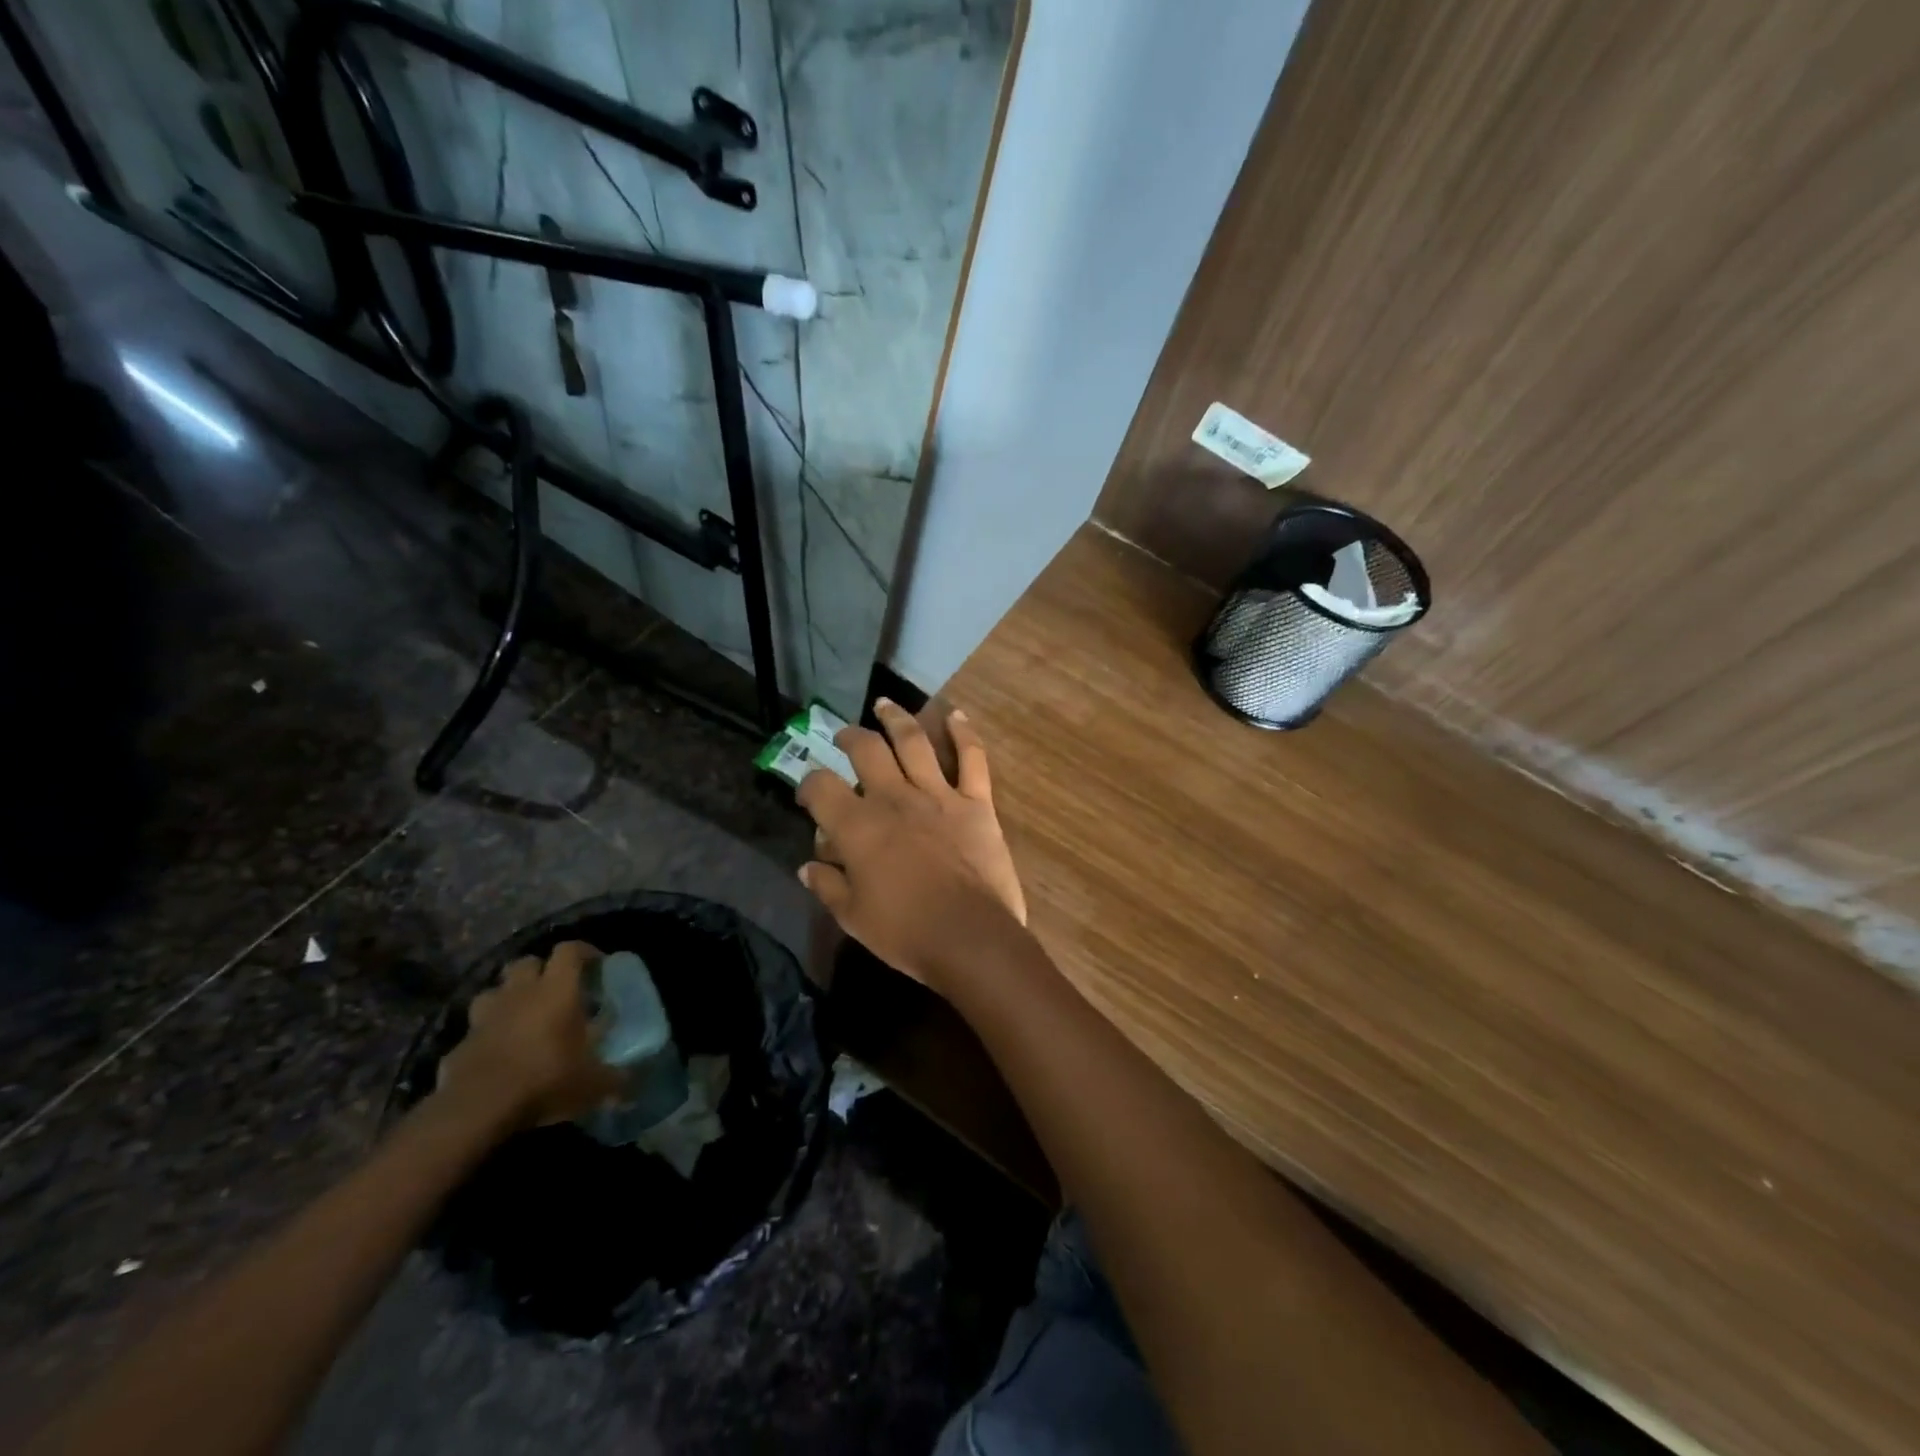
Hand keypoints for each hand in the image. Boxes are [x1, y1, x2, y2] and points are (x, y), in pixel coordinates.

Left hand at [436, 941, 623, 1128]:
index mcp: (557, 990)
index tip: (597, 965)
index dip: (585, 952)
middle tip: (557, 990)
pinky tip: (498, 1053)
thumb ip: (616, 1079)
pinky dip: (487, 1035)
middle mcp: (520, 993)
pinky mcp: (459, 1044)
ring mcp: (485, 1017)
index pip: (569, 950)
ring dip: (509, 997)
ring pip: (495, 990)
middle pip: (527, 962)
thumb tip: (632, 1086)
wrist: (477, 1110)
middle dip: (541, 970)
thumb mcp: (593, 1084)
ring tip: (522, 1016)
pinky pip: (475, 1029)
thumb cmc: (546, 1080)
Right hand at [798, 700, 1026, 989]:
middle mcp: (894, 798)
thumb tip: (807, 866)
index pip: (820, 787)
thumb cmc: (905, 932)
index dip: (809, 784)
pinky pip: (972, 758)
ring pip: (914, 741)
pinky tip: (957, 715)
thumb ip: (828, 886)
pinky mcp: (976, 802)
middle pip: (866, 750)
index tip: (809, 793)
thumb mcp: (853, 917)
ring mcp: (938, 795)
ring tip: (885, 705)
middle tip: (844, 735)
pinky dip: (964, 733)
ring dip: (897, 718)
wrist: (970, 937)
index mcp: (858, 825)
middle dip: (849, 737)